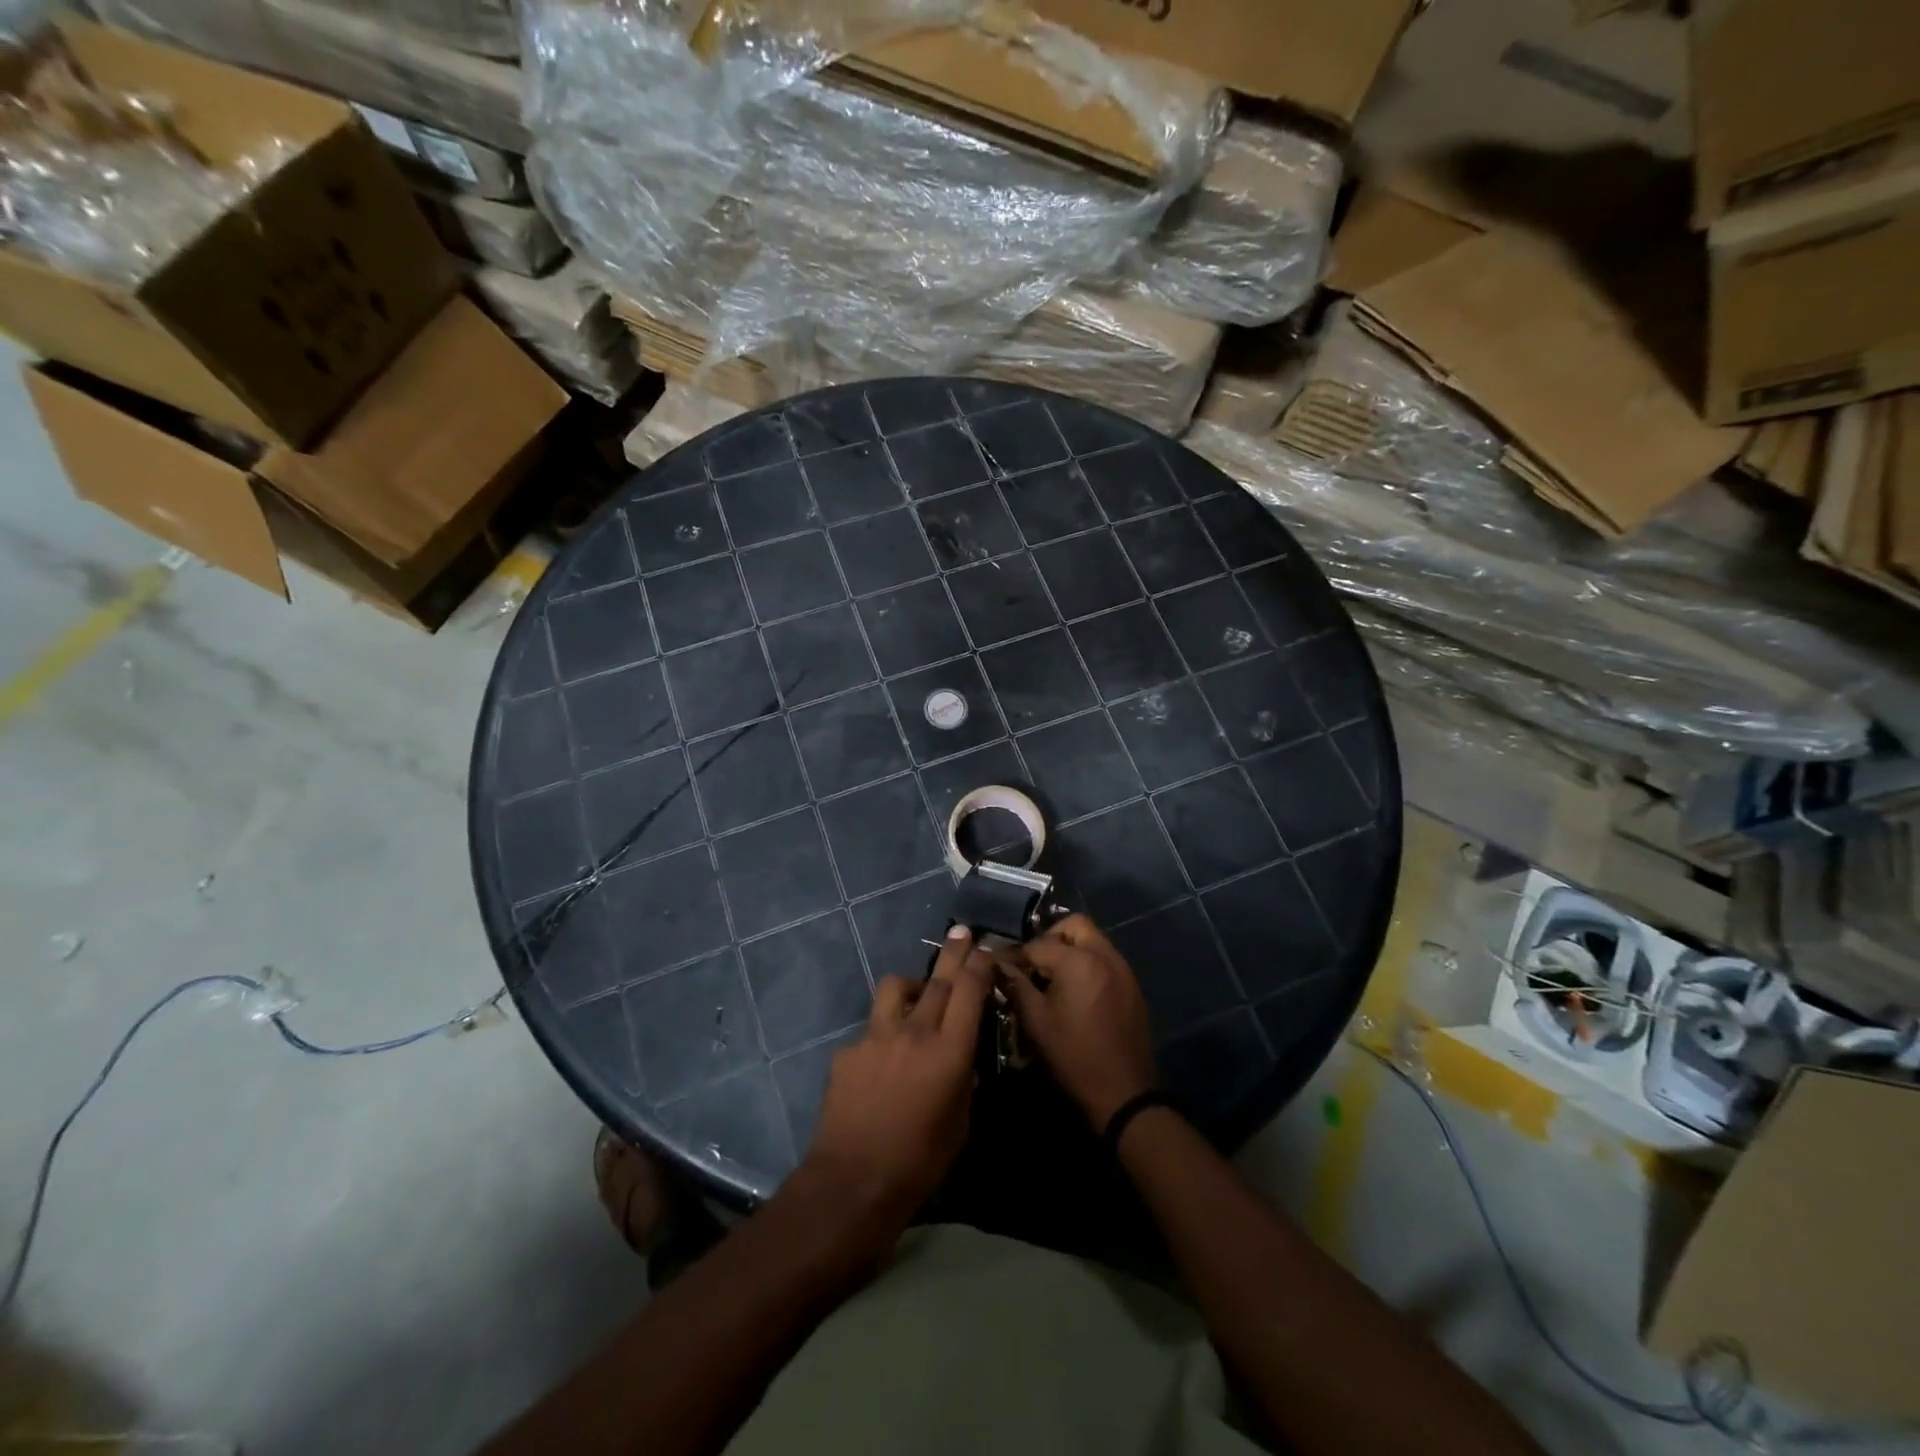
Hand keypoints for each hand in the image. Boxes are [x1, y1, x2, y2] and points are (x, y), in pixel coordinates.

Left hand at [801, 927, 990, 1219]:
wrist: (852, 1183)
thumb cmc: (919, 1163)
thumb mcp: (960, 1124)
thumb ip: (962, 1081)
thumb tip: (959, 1060)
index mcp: (948, 1052)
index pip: (969, 990)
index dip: (980, 964)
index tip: (986, 949)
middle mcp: (913, 1032)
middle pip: (937, 978)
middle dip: (953, 952)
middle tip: (961, 932)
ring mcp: (875, 1037)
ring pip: (895, 987)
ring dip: (911, 986)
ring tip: (916, 997)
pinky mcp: (847, 1050)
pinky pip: (870, 1030)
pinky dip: (882, 1036)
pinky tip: (879, 1066)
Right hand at [1000, 914, 1157, 1130]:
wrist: (1123, 1093)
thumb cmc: (1073, 1056)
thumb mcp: (1036, 1022)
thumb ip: (1017, 986)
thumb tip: (1000, 965)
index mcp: (1079, 961)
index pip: (1039, 943)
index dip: (1016, 953)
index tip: (1001, 964)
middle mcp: (1105, 955)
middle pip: (1075, 925)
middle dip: (1051, 936)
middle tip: (1034, 962)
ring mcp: (1123, 969)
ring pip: (1093, 940)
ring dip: (1070, 949)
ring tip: (1051, 976)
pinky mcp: (1131, 985)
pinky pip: (1105, 959)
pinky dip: (1087, 963)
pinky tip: (1074, 990)